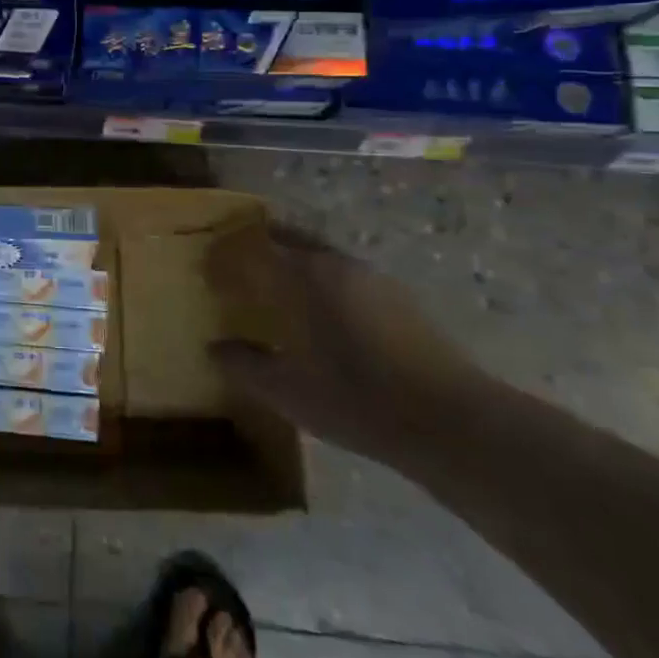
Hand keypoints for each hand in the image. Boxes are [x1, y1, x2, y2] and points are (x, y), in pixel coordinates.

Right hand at [205, 222, 489, 467]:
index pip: (251, 249)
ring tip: (276, 294)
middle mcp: (334, 262)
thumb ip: (244, 365)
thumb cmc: (356, 400)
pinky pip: (343, 273)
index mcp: (302, 276)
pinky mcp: (397, 295)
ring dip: (291, 263)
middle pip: (286, 237)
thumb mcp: (286, 391)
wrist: (451, 420)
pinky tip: (322, 317)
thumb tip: (214, 347)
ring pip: (317, 253)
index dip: (224, 257)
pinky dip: (320, 281)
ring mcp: (370, 276)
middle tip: (237, 273)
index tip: (207, 274)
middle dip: (257, 248)